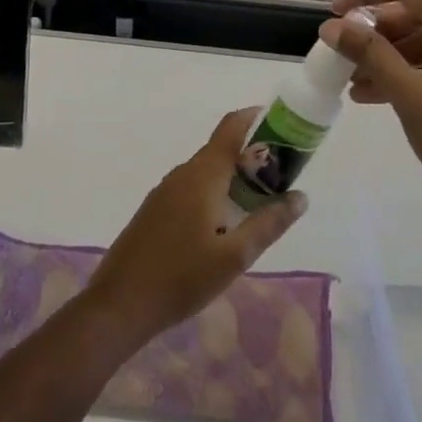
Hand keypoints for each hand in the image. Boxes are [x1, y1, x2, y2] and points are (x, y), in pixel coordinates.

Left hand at [84, 109, 307, 347]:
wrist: (120, 303)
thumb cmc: (182, 278)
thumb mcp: (235, 256)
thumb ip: (269, 223)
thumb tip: (301, 196)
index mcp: (202, 175)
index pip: (231, 128)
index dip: (256, 119)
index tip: (283, 127)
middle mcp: (182, 174)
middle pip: (220, 150)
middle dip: (252, 157)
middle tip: (282, 178)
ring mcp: (164, 191)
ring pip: (206, 172)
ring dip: (233, 178)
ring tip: (260, 202)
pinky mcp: (155, 210)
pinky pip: (191, 188)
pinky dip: (214, 193)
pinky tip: (224, 224)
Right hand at [319, 0, 421, 262]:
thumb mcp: (408, 96)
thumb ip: (369, 54)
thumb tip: (332, 26)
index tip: (336, 16)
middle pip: (415, 11)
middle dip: (373, 29)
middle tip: (341, 55)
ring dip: (385, 54)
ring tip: (351, 82)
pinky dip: (405, 71)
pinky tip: (374, 95)